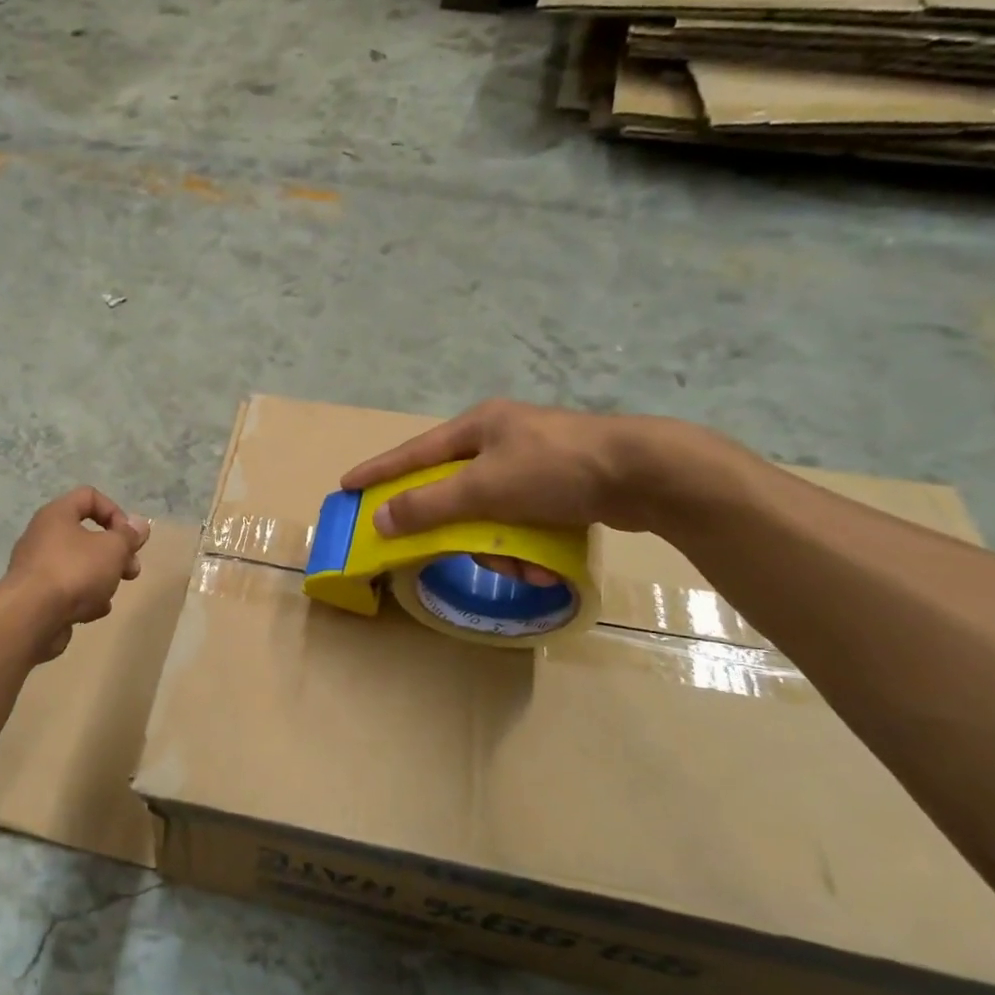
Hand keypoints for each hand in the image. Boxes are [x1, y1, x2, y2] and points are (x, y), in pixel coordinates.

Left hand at [0, 487, 150, 661]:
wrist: (31, 617)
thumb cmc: (74, 571)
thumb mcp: (112, 548)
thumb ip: (129, 536)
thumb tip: (140, 525)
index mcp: (57, 515)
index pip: (89, 496)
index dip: (115, 512)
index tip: (128, 537)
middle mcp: (43, 536)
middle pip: (88, 536)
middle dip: (115, 553)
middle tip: (131, 571)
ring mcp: (38, 568)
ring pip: (80, 566)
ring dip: (102, 579)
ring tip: (109, 595)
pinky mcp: (37, 597)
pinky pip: (68, 591)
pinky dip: (83, 599)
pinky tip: (92, 612)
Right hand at [340, 399, 710, 538]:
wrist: (647, 473)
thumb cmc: (556, 470)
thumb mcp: (485, 488)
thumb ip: (430, 505)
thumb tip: (382, 519)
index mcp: (478, 427)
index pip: (413, 452)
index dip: (378, 471)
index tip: (347, 486)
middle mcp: (500, 439)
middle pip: (455, 492)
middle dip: (462, 531)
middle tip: (462, 553)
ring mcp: (532, 462)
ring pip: (490, 513)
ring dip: (500, 547)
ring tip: (524, 567)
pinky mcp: (560, 486)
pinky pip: (522, 520)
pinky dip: (527, 545)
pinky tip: (544, 564)